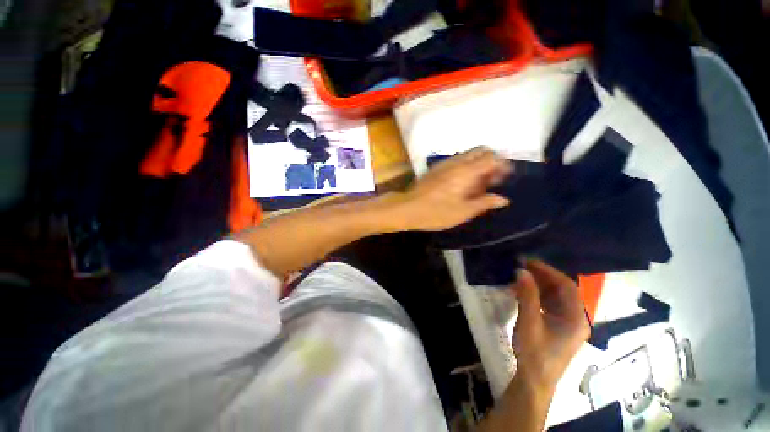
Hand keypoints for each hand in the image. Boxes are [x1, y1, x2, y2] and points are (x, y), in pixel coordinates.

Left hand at [389, 148, 511, 231]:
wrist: (407, 208)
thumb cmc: (436, 213)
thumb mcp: (463, 212)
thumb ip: (484, 203)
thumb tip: (503, 199)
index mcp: (466, 171)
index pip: (491, 157)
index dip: (502, 165)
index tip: (504, 178)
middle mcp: (456, 162)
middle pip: (480, 151)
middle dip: (491, 162)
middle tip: (492, 180)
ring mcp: (444, 163)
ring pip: (468, 155)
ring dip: (477, 164)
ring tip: (477, 184)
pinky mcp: (435, 168)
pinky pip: (456, 161)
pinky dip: (465, 167)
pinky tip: (461, 184)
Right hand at [511, 260, 590, 388]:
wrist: (535, 380)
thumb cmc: (534, 352)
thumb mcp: (529, 322)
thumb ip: (527, 295)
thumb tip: (522, 271)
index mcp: (577, 318)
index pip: (567, 286)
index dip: (548, 271)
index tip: (529, 262)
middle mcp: (577, 318)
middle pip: (562, 290)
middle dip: (542, 276)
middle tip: (522, 266)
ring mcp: (568, 323)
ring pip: (555, 296)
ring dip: (539, 285)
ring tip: (520, 277)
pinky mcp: (559, 327)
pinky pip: (550, 304)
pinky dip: (537, 295)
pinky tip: (523, 292)